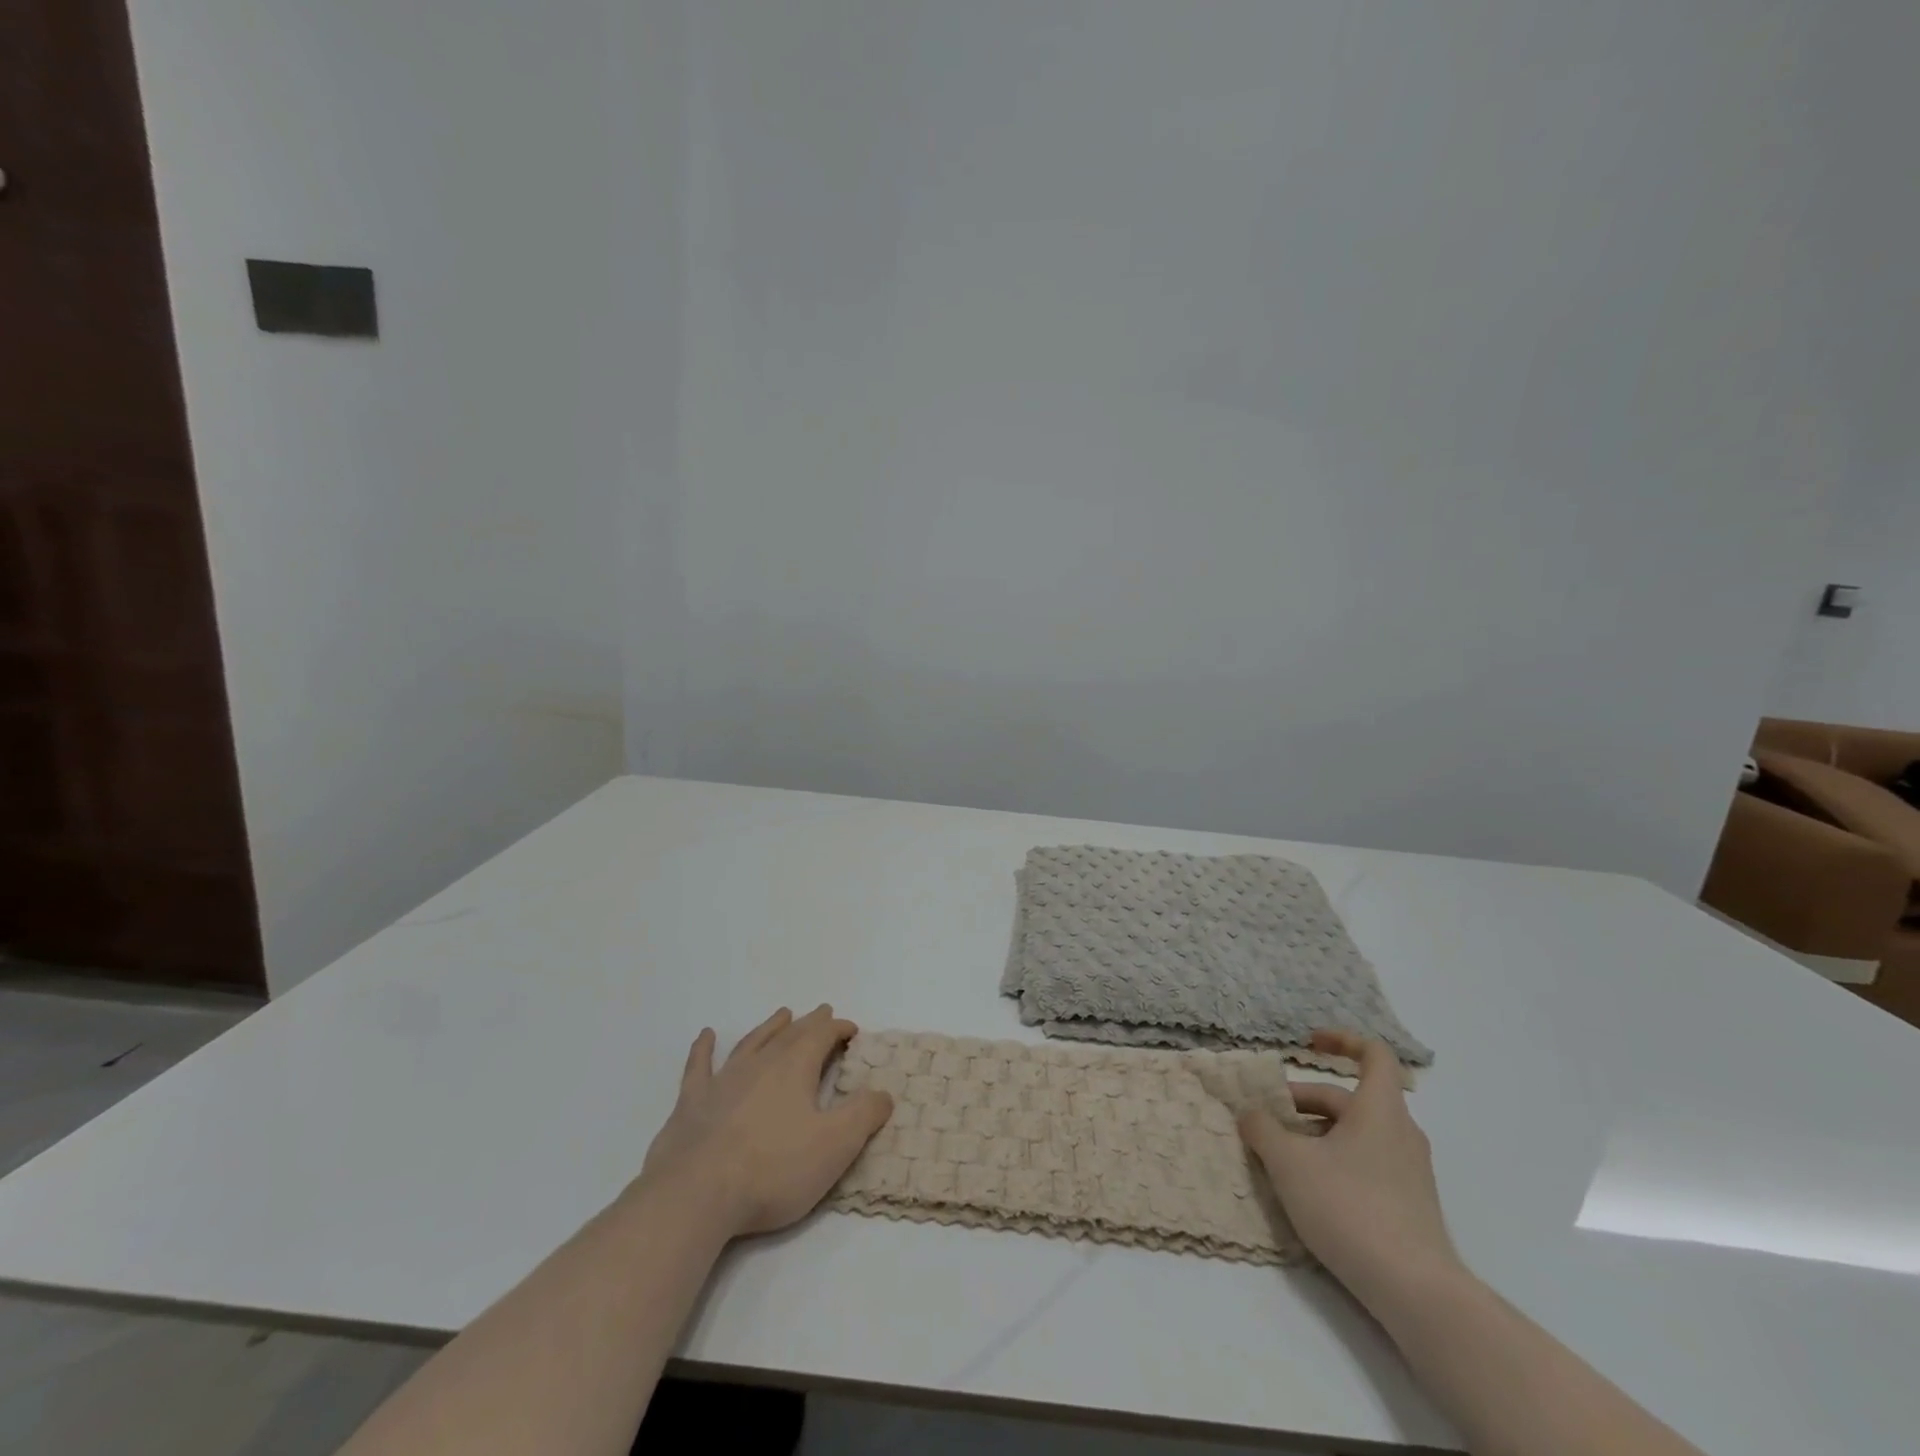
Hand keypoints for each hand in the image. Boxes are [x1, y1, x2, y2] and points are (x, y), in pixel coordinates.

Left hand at [635, 1005, 893, 1238]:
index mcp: (795, 1068)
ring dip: (769, 1027)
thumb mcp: (834, 1146)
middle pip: (790, 1034)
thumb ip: (863, 1115)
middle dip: (810, 1023)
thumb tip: (884, 1092)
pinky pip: (699, 1067)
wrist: (697, 1194)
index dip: (839, 1029)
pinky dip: (703, 1049)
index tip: (853, 1030)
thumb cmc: (773, 1169)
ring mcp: (723, 1080)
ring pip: (751, 1042)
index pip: (823, 1035)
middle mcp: (760, 1063)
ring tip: (782, 1014)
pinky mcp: (692, 1103)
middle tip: (822, 1012)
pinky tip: (706, 1036)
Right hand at [1238, 1030, 1461, 1307]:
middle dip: (1304, 1102)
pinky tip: (1309, 1191)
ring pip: (1356, 1133)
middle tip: (1267, 1118)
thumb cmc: (1350, 1208)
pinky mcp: (1409, 1205)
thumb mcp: (1289, 1163)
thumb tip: (1250, 1113)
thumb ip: (1263, 1129)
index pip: (1374, 1054)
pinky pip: (1366, 1163)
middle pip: (1349, 1099)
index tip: (1310, 1042)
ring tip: (1281, 1156)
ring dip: (1316, 1133)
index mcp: (1379, 1109)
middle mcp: (1400, 1132)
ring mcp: (1409, 1171)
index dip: (1342, 1040)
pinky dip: (1334, 1160)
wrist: (1416, 1292)